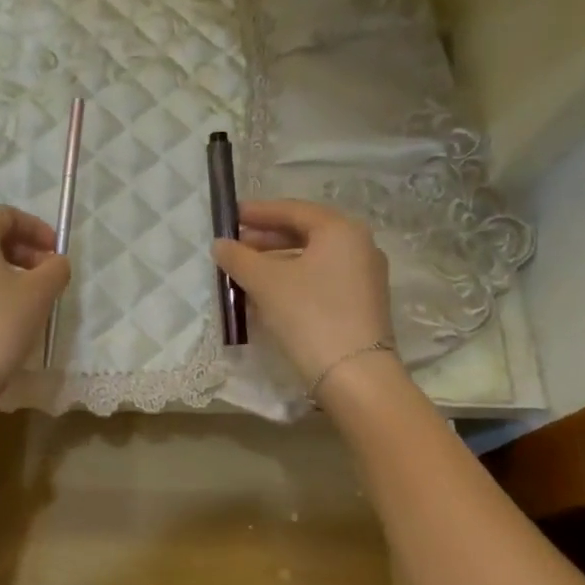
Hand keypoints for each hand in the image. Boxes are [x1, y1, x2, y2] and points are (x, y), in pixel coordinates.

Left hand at [0, 206, 71, 403]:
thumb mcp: (39, 293)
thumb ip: (55, 268)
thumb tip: (56, 263)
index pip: (6, 215)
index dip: (37, 228)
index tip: (56, 251)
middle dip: (24, 251)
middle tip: (49, 274)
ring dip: (9, 271)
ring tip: (32, 297)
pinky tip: (7, 314)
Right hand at [213, 200, 393, 392]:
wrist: (354, 375)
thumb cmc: (309, 315)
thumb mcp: (265, 282)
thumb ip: (239, 258)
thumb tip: (220, 244)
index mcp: (341, 230)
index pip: (293, 210)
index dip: (258, 212)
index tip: (229, 216)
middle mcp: (359, 246)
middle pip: (304, 233)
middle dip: (265, 239)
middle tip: (233, 246)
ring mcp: (363, 276)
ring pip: (311, 259)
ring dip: (275, 262)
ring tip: (243, 273)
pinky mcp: (360, 304)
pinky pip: (320, 280)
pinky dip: (292, 281)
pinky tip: (266, 295)